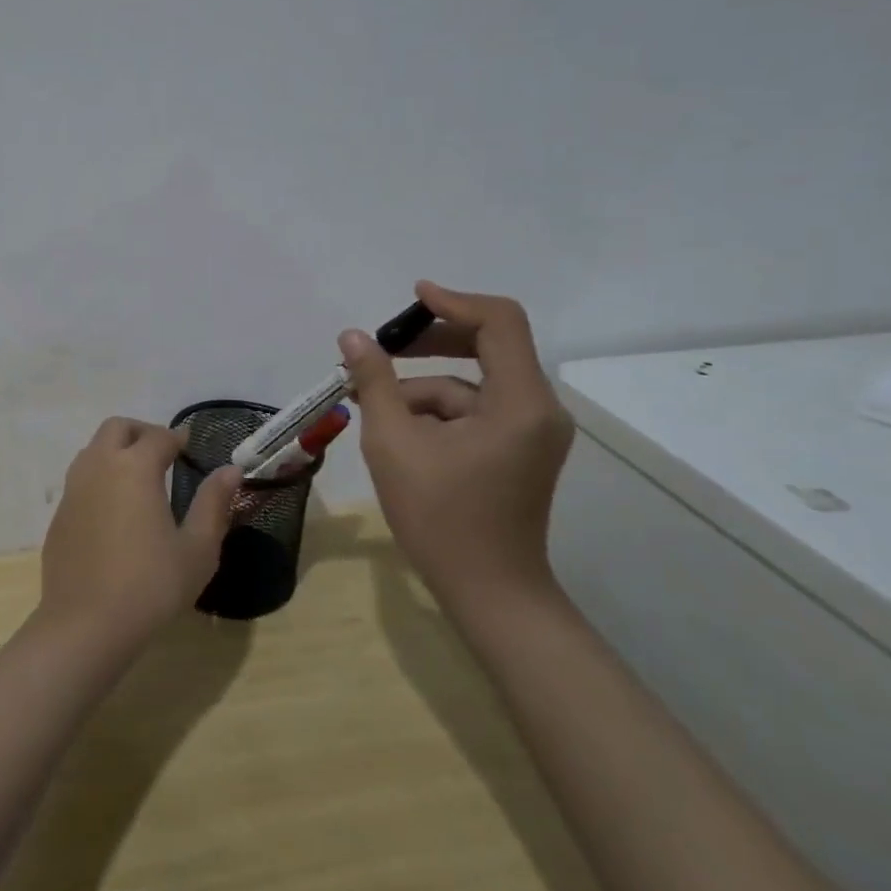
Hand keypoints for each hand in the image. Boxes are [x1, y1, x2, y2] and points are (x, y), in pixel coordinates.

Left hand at [35, 417, 241, 652]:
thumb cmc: (151, 586)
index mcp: (135, 467)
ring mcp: (73, 490)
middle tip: (162, 453)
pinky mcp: (59, 515)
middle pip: (117, 428)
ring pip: (93, 450)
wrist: (86, 625)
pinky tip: (114, 510)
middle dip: (141, 432)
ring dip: (116, 451)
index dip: (177, 437)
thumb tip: (231, 470)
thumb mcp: (197, 549)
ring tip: (138, 478)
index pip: (159, 437)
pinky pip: (80, 480)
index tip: (189, 446)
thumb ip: (214, 503)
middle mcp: (100, 467)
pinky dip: (99, 478)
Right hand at [339, 282, 573, 614]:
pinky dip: (438, 412)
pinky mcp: (519, 448)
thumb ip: (375, 382)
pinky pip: (476, 410)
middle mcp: (538, 408)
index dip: (454, 301)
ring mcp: (532, 431)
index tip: (412, 298)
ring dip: (424, 388)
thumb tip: (353, 337)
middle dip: (432, 343)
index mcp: (520, 402)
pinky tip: (400, 433)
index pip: (500, 322)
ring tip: (375, 408)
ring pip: (473, 384)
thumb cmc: (440, 518)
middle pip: (489, 346)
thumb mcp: (394, 443)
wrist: (488, 592)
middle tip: (383, 349)